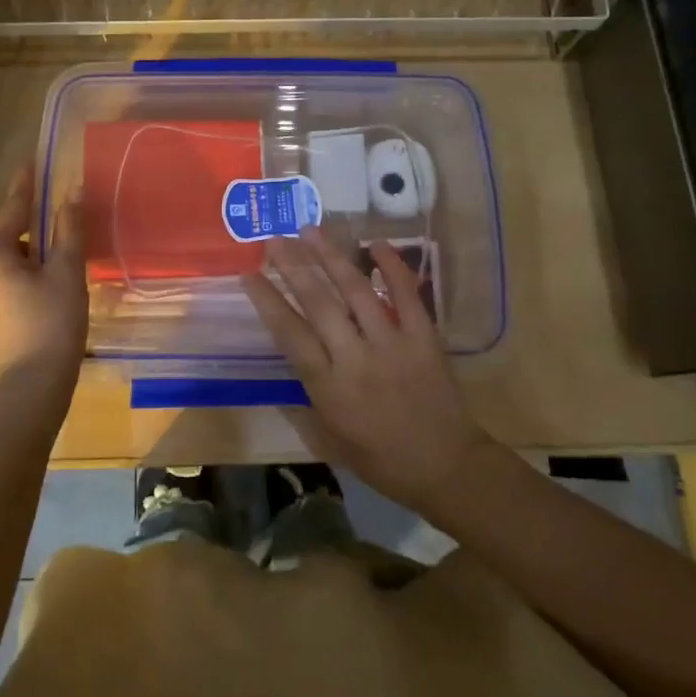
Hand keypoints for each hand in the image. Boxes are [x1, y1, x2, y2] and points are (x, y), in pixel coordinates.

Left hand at [0, 163, 86, 389]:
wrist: (30, 385)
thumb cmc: (52, 323)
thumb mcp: (66, 271)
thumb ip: (68, 228)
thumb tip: (72, 191)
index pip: (11, 208)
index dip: (25, 184)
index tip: (31, 161)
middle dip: (15, 218)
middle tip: (41, 211)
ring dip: (14, 245)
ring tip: (44, 249)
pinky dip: (11, 268)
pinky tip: (34, 279)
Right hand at [242, 228, 499, 519]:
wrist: (447, 466)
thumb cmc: (382, 460)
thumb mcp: (330, 441)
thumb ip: (303, 404)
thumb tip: (282, 371)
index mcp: (328, 387)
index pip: (290, 334)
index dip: (267, 301)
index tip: (249, 274)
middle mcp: (356, 359)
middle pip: (319, 303)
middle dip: (293, 267)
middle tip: (274, 239)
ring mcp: (393, 343)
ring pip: (356, 291)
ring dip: (331, 257)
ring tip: (310, 230)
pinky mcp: (424, 337)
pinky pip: (407, 294)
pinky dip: (393, 266)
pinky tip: (376, 244)